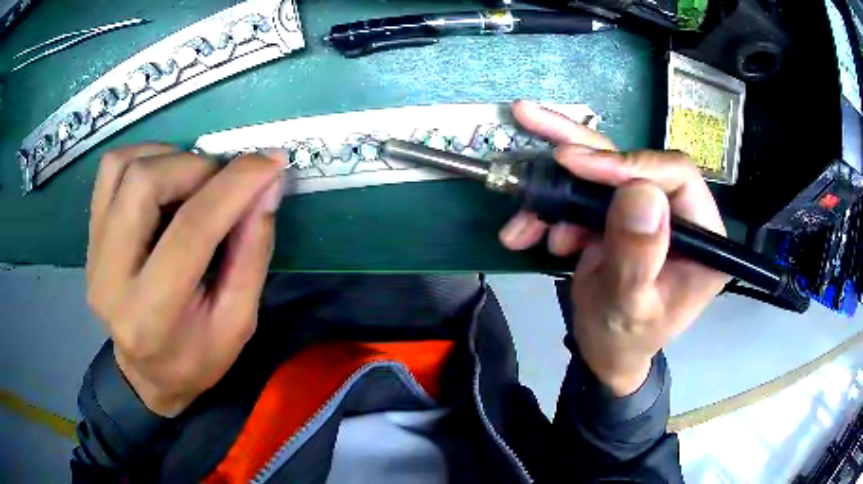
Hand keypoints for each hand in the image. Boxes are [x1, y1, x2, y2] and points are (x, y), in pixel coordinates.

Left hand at [86, 144, 284, 415]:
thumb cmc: (196, 358)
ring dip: (169, 159)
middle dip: (197, 168)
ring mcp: (93, 254)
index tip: (270, 162)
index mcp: (152, 316)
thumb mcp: (238, 322)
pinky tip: (164, 179)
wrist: (146, 374)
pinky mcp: (90, 237)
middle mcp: (110, 279)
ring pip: (124, 167)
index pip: (191, 230)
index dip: (235, 186)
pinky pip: (110, 170)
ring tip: (193, 182)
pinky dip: (144, 158)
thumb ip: (252, 252)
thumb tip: (267, 185)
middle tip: (223, 184)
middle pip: (145, 184)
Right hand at [500, 101, 729, 395]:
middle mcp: (680, 214)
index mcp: (703, 237)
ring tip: (520, 221)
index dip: (628, 164)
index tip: (576, 165)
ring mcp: (649, 211)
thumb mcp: (629, 308)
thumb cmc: (623, 340)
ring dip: (555, 189)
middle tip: (530, 121)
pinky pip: (582, 194)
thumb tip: (641, 192)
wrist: (604, 352)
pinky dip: (549, 209)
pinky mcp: (621, 213)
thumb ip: (638, 255)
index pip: (677, 175)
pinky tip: (525, 233)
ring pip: (602, 173)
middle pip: (634, 162)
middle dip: (581, 153)